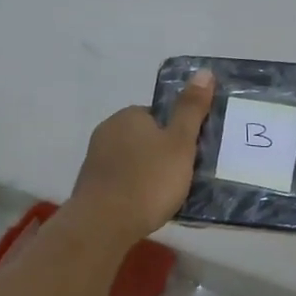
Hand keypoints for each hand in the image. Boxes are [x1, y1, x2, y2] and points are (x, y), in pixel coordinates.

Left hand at [67, 69, 214, 244]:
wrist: (103, 224)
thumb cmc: (148, 180)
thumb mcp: (180, 143)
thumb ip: (191, 109)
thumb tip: (204, 71)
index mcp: (128, 115)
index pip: (158, 116)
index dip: (177, 134)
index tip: (190, 155)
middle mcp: (107, 131)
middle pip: (145, 138)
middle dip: (161, 155)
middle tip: (182, 178)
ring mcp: (95, 159)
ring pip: (131, 161)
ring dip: (147, 174)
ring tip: (165, 197)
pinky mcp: (90, 186)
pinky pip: (120, 182)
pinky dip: (133, 191)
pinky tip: (144, 207)